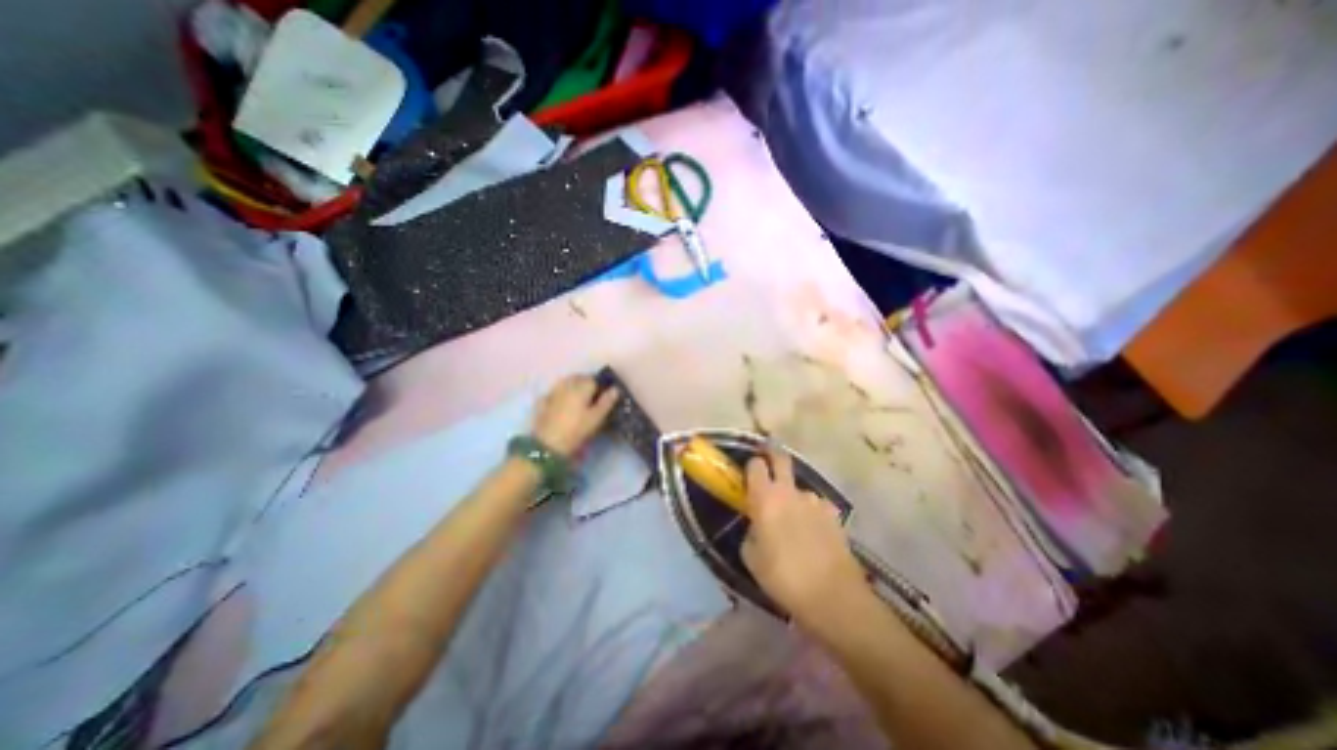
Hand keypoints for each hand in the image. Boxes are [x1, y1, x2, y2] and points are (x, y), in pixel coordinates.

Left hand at [527, 372, 619, 455]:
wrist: (548, 444)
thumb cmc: (577, 430)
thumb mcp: (596, 418)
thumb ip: (607, 402)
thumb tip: (615, 389)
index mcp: (581, 387)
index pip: (594, 379)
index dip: (600, 387)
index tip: (603, 397)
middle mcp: (567, 385)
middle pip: (578, 378)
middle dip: (586, 383)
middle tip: (592, 397)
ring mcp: (553, 392)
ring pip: (565, 382)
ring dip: (572, 386)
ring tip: (577, 398)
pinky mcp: (543, 402)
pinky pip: (553, 392)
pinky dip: (559, 394)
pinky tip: (561, 402)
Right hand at [737, 450, 872, 624]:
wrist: (832, 595)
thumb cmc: (782, 577)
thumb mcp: (751, 558)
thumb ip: (750, 532)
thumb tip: (756, 524)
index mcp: (765, 498)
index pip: (755, 465)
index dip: (751, 466)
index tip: (748, 473)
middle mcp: (790, 491)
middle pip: (781, 458)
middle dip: (773, 453)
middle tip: (768, 458)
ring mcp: (814, 500)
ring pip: (799, 488)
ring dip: (793, 496)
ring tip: (794, 520)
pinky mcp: (833, 513)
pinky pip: (816, 506)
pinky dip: (812, 513)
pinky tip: (814, 533)